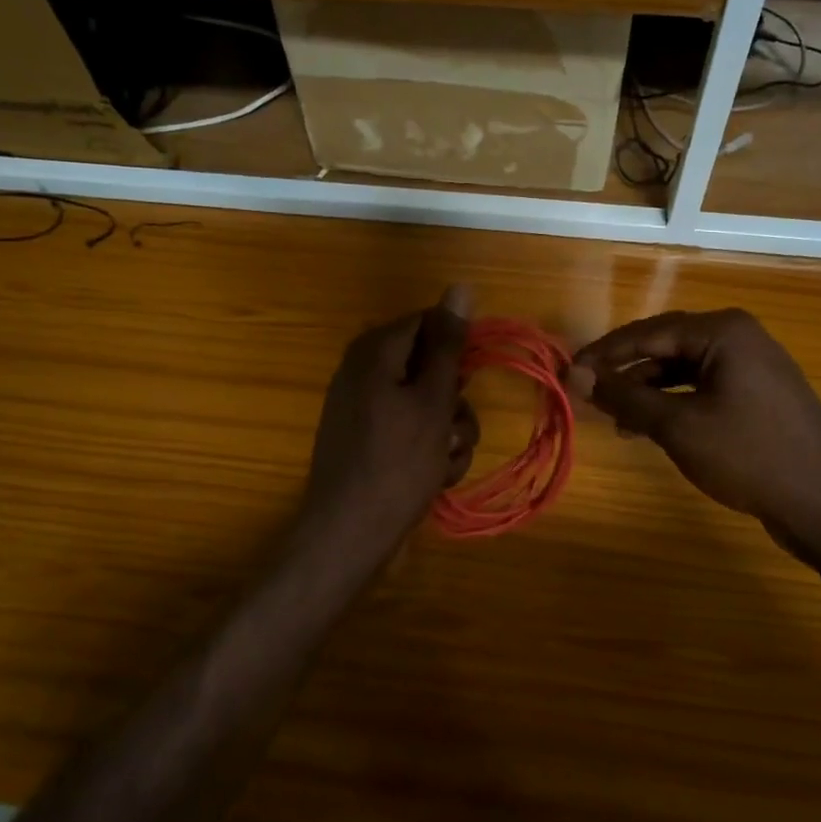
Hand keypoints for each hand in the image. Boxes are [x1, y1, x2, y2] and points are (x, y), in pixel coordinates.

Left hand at [299, 286, 479, 571]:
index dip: (457, 351)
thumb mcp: (432, 400)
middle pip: (430, 367)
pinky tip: (431, 477)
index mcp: (374, 351)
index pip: (429, 323)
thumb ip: (448, 344)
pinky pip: (411, 430)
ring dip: (448, 433)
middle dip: (454, 402)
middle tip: (454, 432)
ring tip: (443, 463)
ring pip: (428, 404)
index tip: (471, 382)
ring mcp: (363, 408)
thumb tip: (460, 286)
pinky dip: (428, 451)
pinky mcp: (367, 440)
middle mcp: (364, 372)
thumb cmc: (397, 463)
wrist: (349, 535)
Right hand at [573, 309, 820, 562]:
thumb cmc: (749, 456)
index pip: (648, 331)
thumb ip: (625, 396)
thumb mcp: (678, 426)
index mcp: (723, 331)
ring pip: (685, 370)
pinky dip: (675, 404)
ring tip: (615, 418)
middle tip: (588, 393)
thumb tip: (576, 374)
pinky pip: (705, 388)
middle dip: (626, 371)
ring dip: (648, 391)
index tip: (569, 372)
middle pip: (667, 346)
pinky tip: (652, 427)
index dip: (605, 353)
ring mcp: (754, 366)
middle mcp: (740, 337)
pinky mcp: (761, 395)